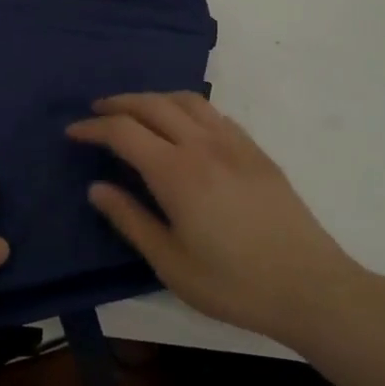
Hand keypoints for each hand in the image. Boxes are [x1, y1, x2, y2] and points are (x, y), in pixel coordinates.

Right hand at [67, 93, 365, 346]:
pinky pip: (214, 113)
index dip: (94, 128)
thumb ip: (130, 220)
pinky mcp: (256, 151)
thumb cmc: (234, 284)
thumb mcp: (171, 263)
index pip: (123, 132)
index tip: (73, 132)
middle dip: (118, 103)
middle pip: (152, 104)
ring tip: (136, 111)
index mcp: (176, 172)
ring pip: (186, 100)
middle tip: (96, 112)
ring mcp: (234, 143)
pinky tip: (184, 125)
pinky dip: (186, 108)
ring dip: (153, 98)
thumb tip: (97, 188)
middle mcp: (203, 145)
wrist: (311, 288)